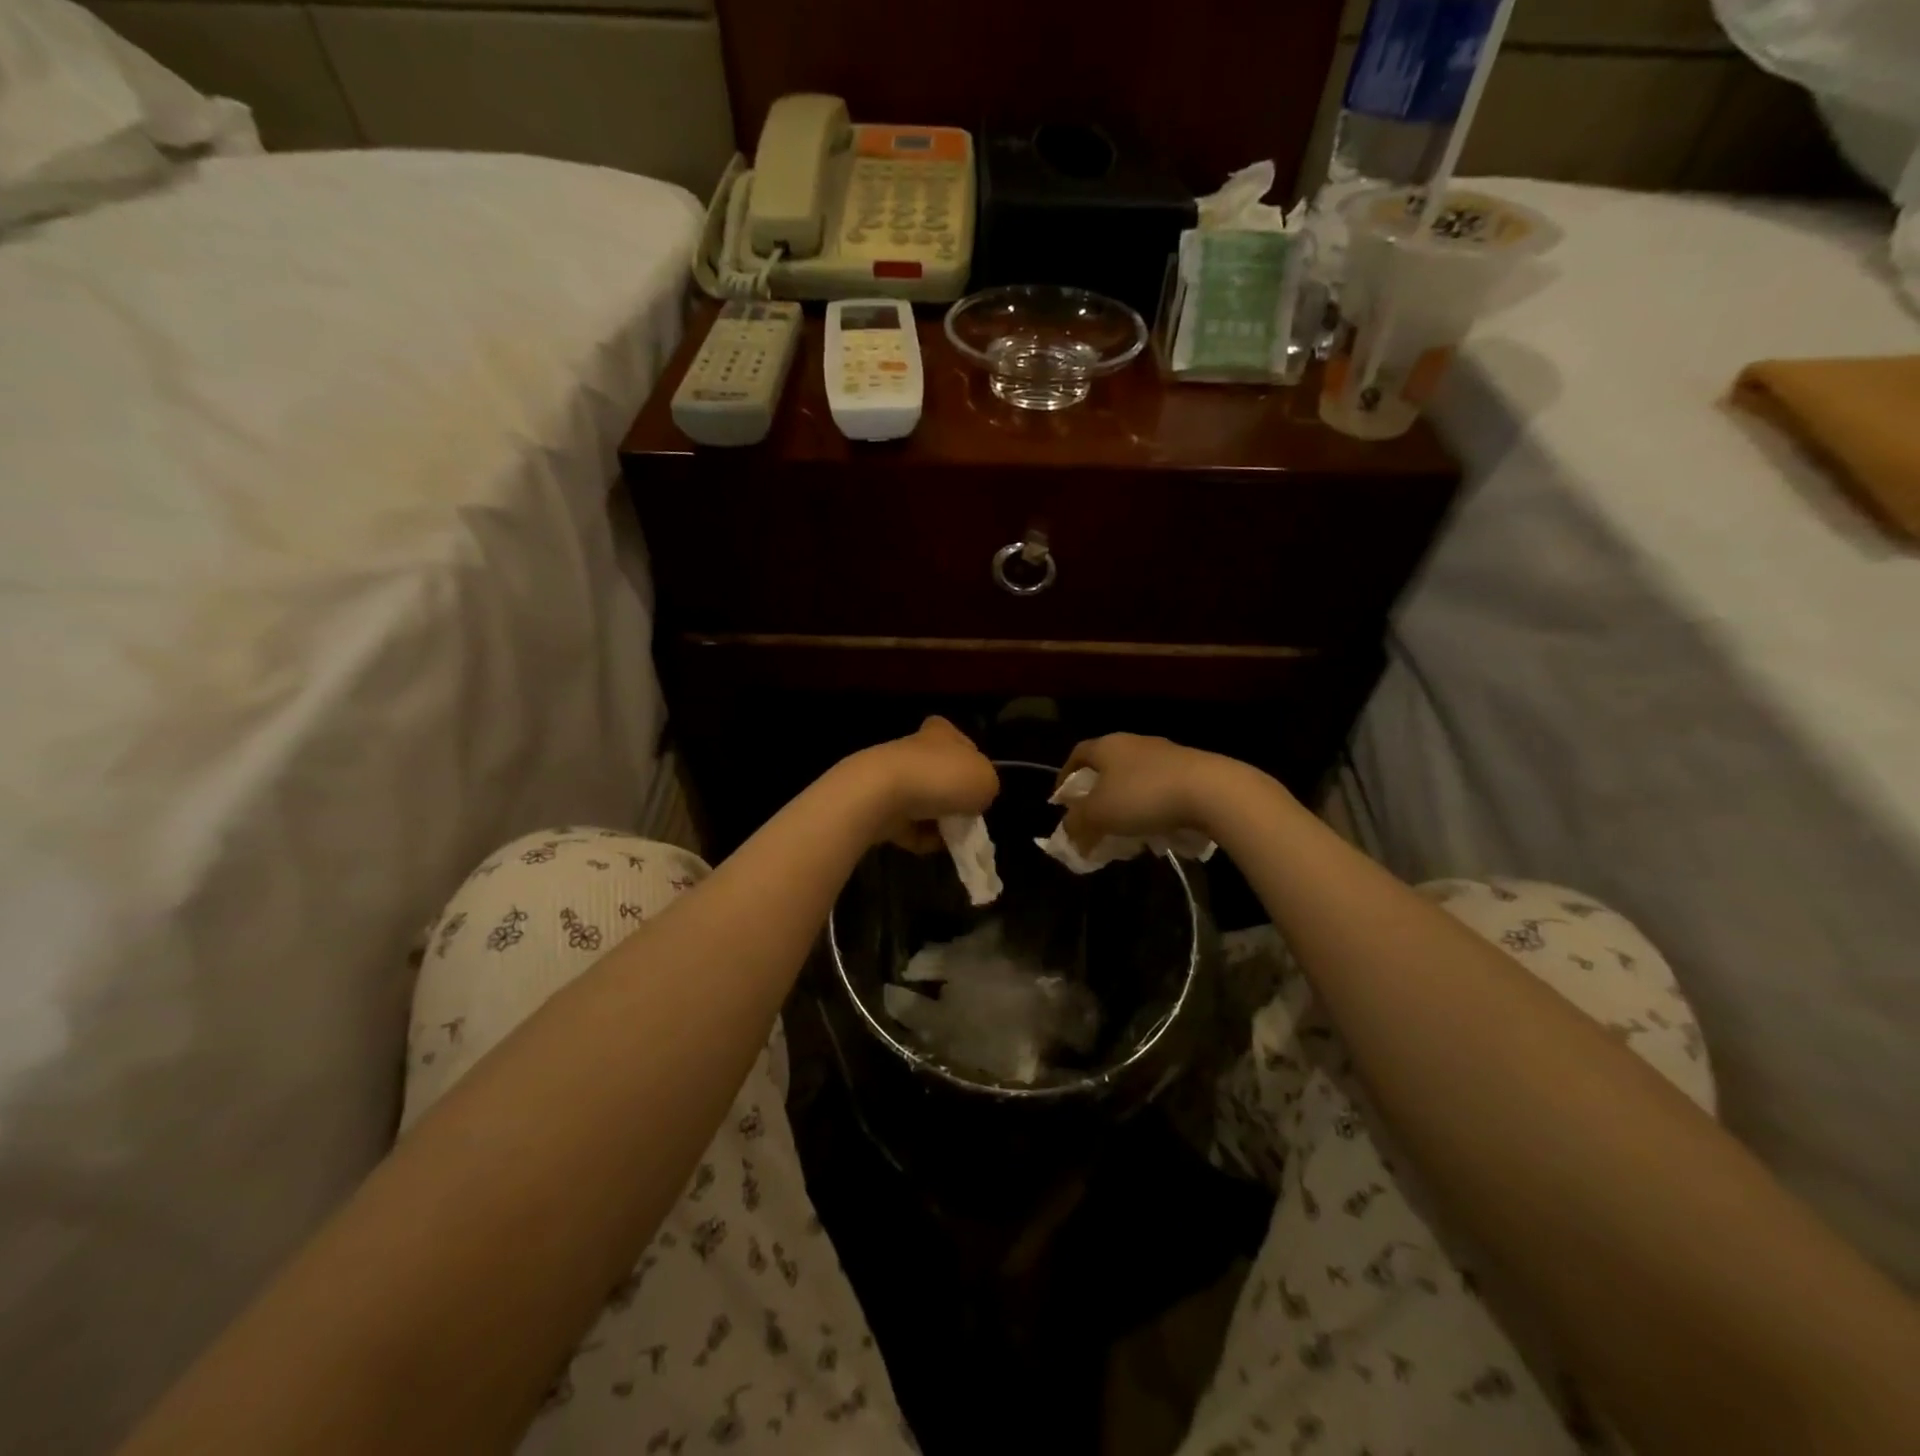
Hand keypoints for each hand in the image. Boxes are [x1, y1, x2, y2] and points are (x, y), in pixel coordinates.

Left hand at [861, 717, 998, 851]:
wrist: (882, 795)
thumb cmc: (942, 777)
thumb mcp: (986, 780)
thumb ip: (987, 787)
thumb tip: (974, 799)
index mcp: (941, 733)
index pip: (959, 740)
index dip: (971, 761)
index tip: (978, 784)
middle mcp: (915, 750)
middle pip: (941, 775)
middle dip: (954, 798)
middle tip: (968, 817)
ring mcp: (893, 778)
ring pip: (924, 802)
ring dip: (938, 821)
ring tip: (952, 837)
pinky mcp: (878, 806)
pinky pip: (907, 826)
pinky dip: (919, 837)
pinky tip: (930, 845)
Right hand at [1055, 733, 1231, 851]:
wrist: (1212, 791)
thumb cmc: (1143, 797)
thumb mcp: (1099, 815)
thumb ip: (1077, 823)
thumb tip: (1068, 833)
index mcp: (1108, 746)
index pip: (1077, 754)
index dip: (1065, 776)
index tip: (1061, 800)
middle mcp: (1135, 743)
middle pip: (1107, 766)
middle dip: (1097, 794)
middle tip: (1093, 819)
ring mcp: (1166, 754)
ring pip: (1135, 778)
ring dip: (1126, 802)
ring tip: (1125, 831)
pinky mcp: (1191, 770)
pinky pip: (1161, 788)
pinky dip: (1152, 807)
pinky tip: (1157, 830)